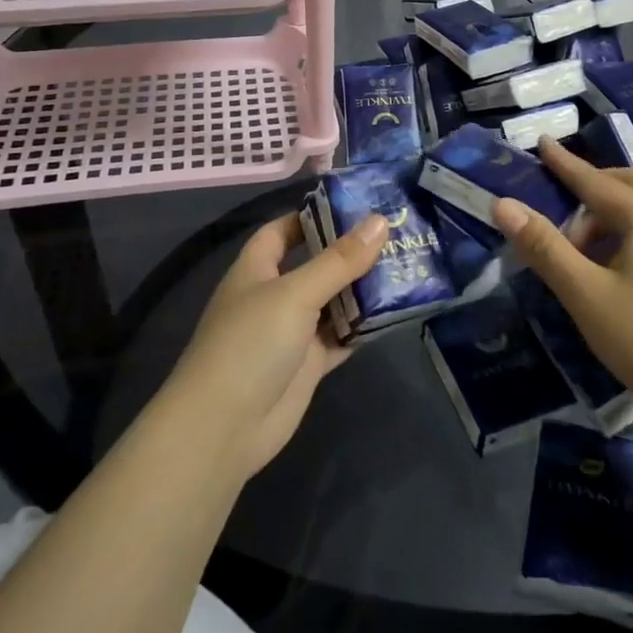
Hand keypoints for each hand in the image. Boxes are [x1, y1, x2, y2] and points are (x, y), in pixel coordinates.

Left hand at [165, 211, 388, 479]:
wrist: (225, 427)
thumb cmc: (250, 344)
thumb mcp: (296, 293)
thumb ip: (339, 260)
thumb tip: (380, 220)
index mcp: (257, 269)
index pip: (283, 230)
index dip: (312, 215)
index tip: (355, 205)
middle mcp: (274, 296)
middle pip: (315, 264)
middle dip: (350, 251)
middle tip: (398, 233)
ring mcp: (292, 332)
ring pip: (333, 302)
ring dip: (363, 289)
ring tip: (407, 265)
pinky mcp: (309, 364)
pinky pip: (342, 337)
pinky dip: (364, 326)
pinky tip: (396, 312)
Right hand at [491, 138, 632, 428]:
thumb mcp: (584, 293)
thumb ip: (544, 246)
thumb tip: (503, 204)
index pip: (596, 181)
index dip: (565, 163)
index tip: (542, 142)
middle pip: (629, 185)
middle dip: (593, 185)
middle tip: (561, 200)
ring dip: (608, 214)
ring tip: (578, 247)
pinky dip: (626, 232)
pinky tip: (611, 268)